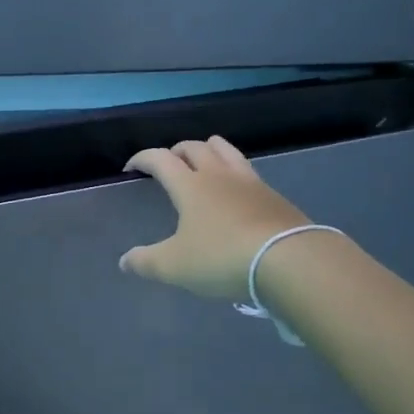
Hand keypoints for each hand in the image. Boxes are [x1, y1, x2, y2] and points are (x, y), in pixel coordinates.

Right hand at [120, 137, 309, 298]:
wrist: (289, 260)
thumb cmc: (222, 258)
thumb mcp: (175, 266)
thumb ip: (146, 262)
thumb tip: (124, 261)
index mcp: (190, 185)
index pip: (160, 159)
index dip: (142, 159)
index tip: (131, 168)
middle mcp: (218, 175)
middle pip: (195, 147)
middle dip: (177, 150)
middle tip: (168, 163)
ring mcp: (249, 182)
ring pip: (226, 150)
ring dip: (209, 149)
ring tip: (203, 160)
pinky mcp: (273, 195)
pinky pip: (248, 170)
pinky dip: (234, 170)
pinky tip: (235, 189)